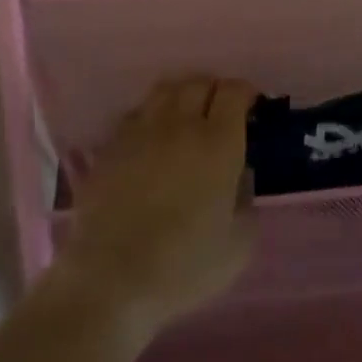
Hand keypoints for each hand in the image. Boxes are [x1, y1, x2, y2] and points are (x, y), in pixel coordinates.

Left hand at [59, 75, 256, 337]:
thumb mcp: (238, 246)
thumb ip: (247, 201)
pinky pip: (136, 113)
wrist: (112, 279)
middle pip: (199, 82)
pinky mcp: (112, 144)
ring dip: (181, 96)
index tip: (249, 107)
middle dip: (213, 91)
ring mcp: (142, 129)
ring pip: (165, 90)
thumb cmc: (184, 266)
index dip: (243, 93)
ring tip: (184, 116)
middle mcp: (181, 123)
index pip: (233, 91)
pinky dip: (150, 116)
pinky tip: (151, 138)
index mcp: (218, 142)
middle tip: (218, 112)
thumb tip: (242, 175)